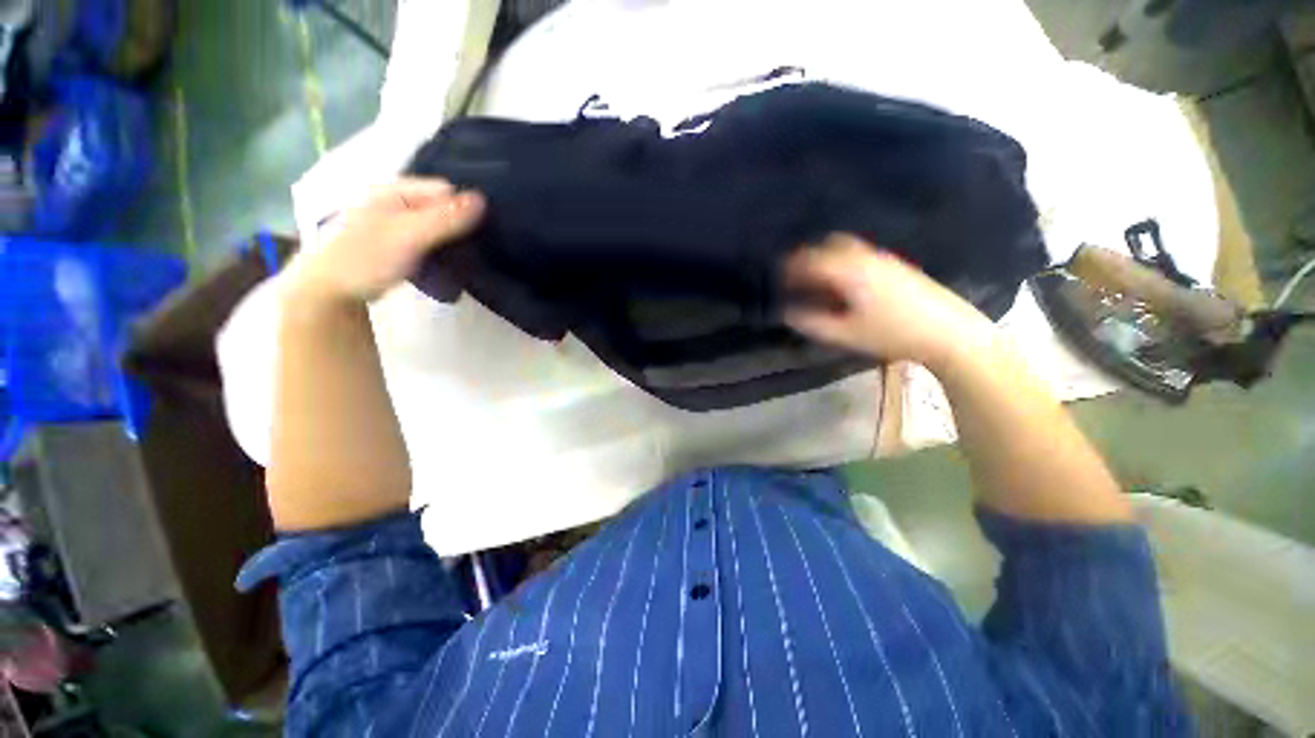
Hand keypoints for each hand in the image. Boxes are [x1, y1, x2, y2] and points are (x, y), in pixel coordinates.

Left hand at [284, 178, 484, 305]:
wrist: (332, 292)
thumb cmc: (367, 259)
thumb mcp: (409, 236)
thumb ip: (444, 219)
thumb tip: (483, 199)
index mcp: (394, 191)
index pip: (444, 190)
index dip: (465, 207)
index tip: (483, 231)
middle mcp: (396, 201)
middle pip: (442, 207)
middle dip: (461, 224)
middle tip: (480, 246)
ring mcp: (398, 223)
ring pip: (438, 225)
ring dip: (454, 239)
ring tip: (470, 257)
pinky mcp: (401, 243)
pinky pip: (431, 240)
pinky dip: (443, 249)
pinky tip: (451, 263)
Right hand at [784, 233, 995, 368]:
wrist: (948, 331)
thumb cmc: (892, 334)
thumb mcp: (845, 334)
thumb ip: (811, 322)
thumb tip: (786, 313)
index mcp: (849, 270)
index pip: (810, 259)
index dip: (789, 267)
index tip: (777, 278)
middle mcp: (864, 256)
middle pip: (828, 244)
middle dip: (807, 256)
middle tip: (794, 275)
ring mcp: (883, 258)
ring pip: (845, 247)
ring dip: (825, 257)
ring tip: (815, 280)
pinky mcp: (895, 265)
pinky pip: (859, 254)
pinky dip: (841, 261)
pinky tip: (842, 283)